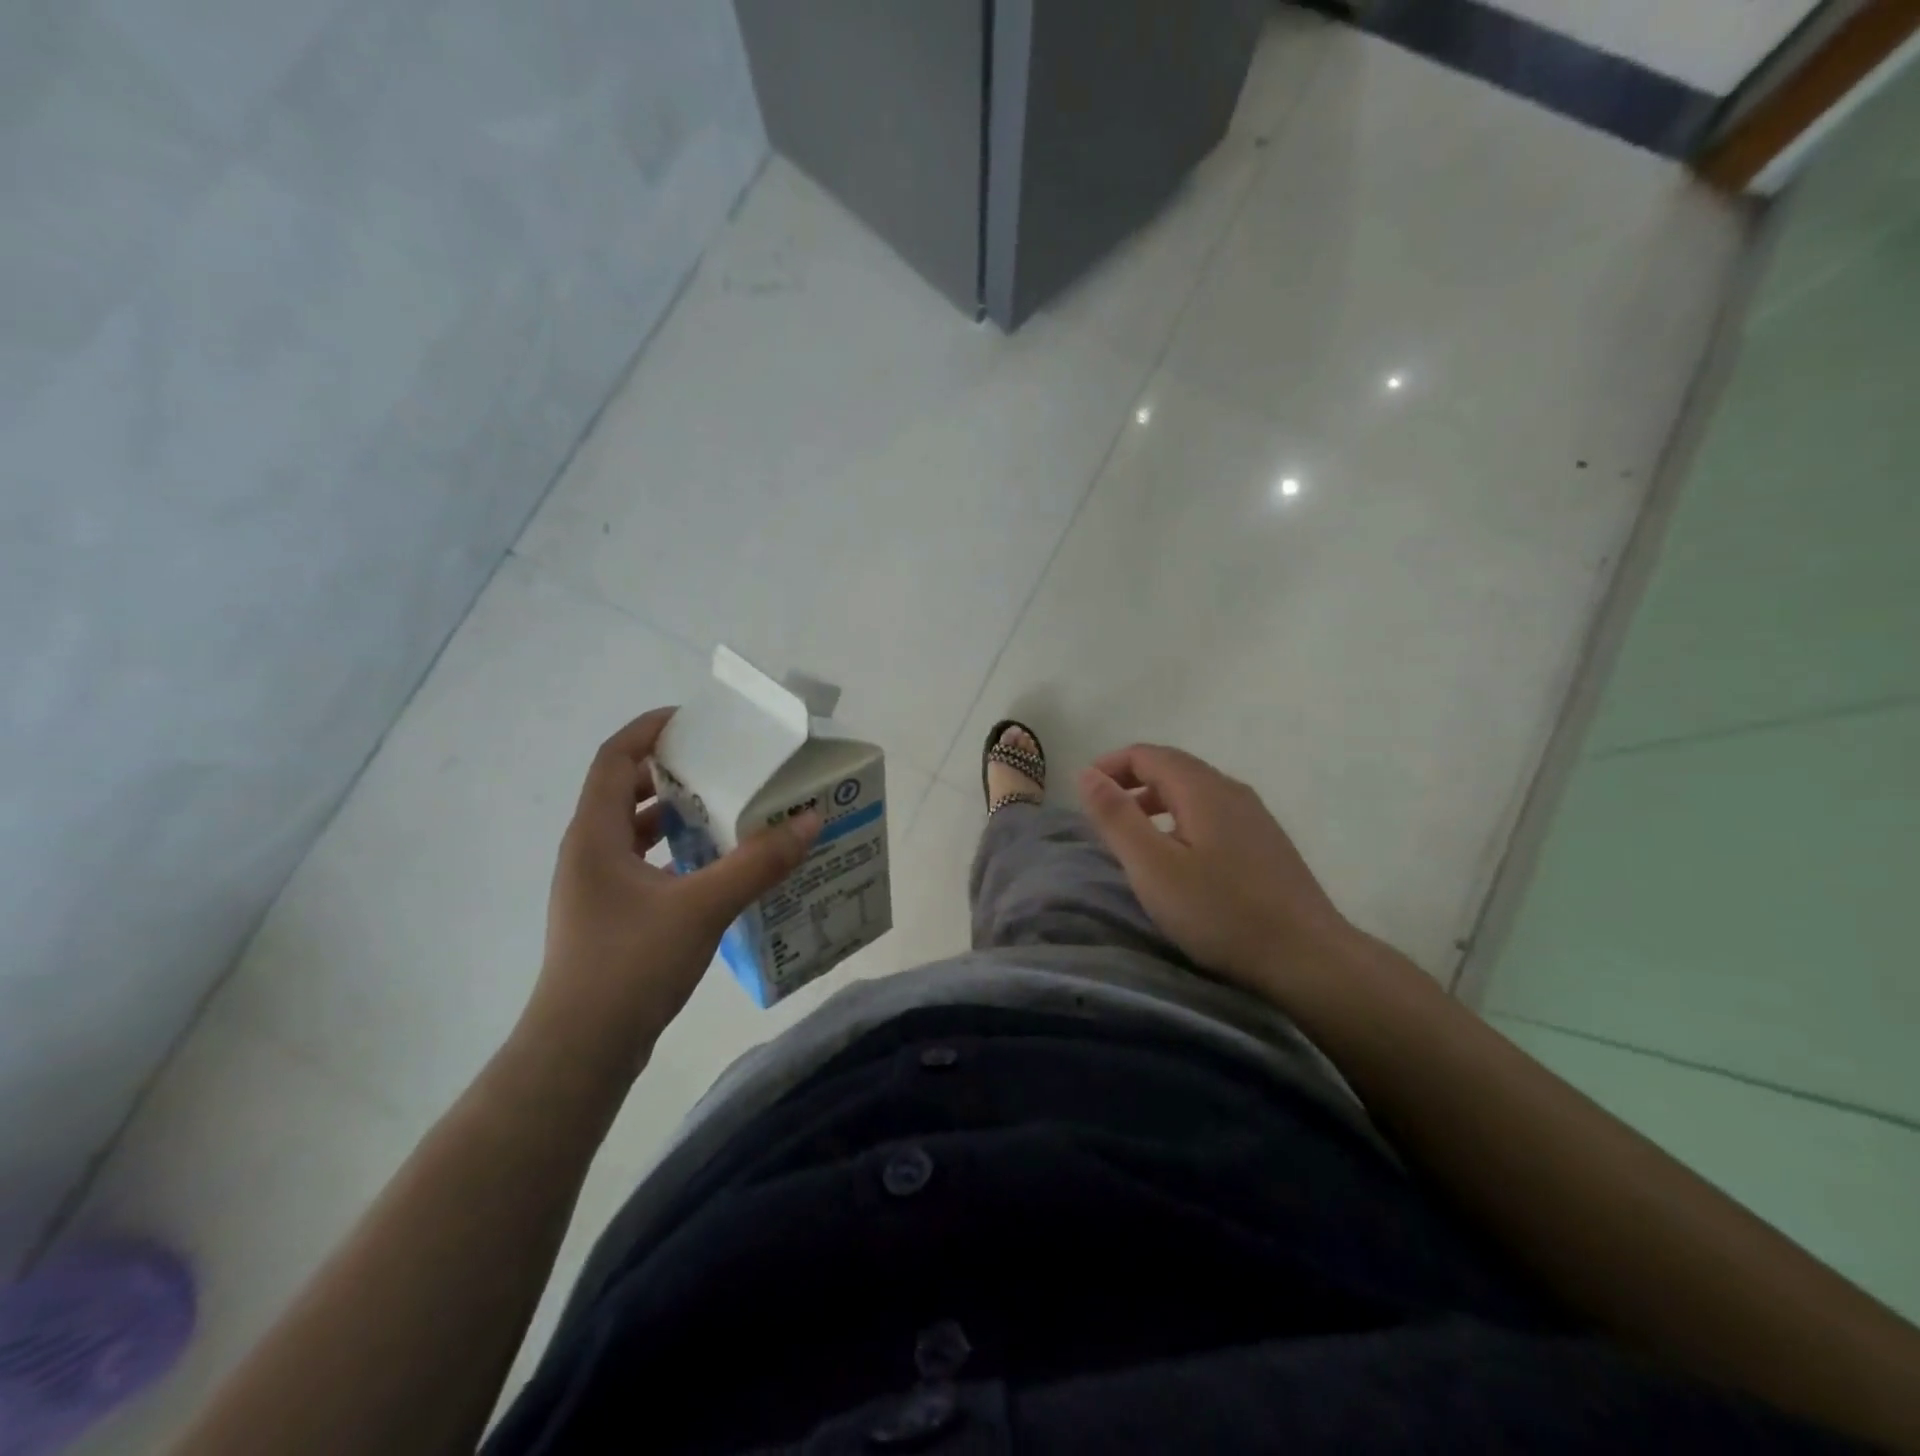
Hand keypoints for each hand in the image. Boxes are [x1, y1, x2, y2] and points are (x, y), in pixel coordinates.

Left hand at [522, 708, 821, 1075]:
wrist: (582, 1050)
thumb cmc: (631, 964)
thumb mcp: (704, 906)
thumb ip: (759, 862)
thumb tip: (809, 819)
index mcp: (595, 834)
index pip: (615, 757)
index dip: (650, 729)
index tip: (695, 720)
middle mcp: (588, 852)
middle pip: (624, 790)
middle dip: (672, 771)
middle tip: (724, 765)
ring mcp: (596, 887)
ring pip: (635, 831)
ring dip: (676, 814)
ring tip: (729, 810)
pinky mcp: (610, 917)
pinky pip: (644, 864)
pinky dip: (677, 853)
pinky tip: (717, 867)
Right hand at [1078, 744, 1355, 995]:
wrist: (1308, 958)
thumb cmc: (1221, 911)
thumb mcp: (1153, 866)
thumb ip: (1117, 817)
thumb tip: (1087, 774)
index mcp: (1203, 788)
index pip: (1147, 754)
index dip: (1110, 765)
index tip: (1084, 793)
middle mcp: (1232, 790)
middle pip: (1173, 767)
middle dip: (1131, 781)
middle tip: (1102, 813)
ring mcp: (1255, 816)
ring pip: (1195, 791)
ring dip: (1156, 801)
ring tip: (1134, 834)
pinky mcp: (1267, 843)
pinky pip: (1214, 813)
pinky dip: (1182, 818)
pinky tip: (1180, 856)